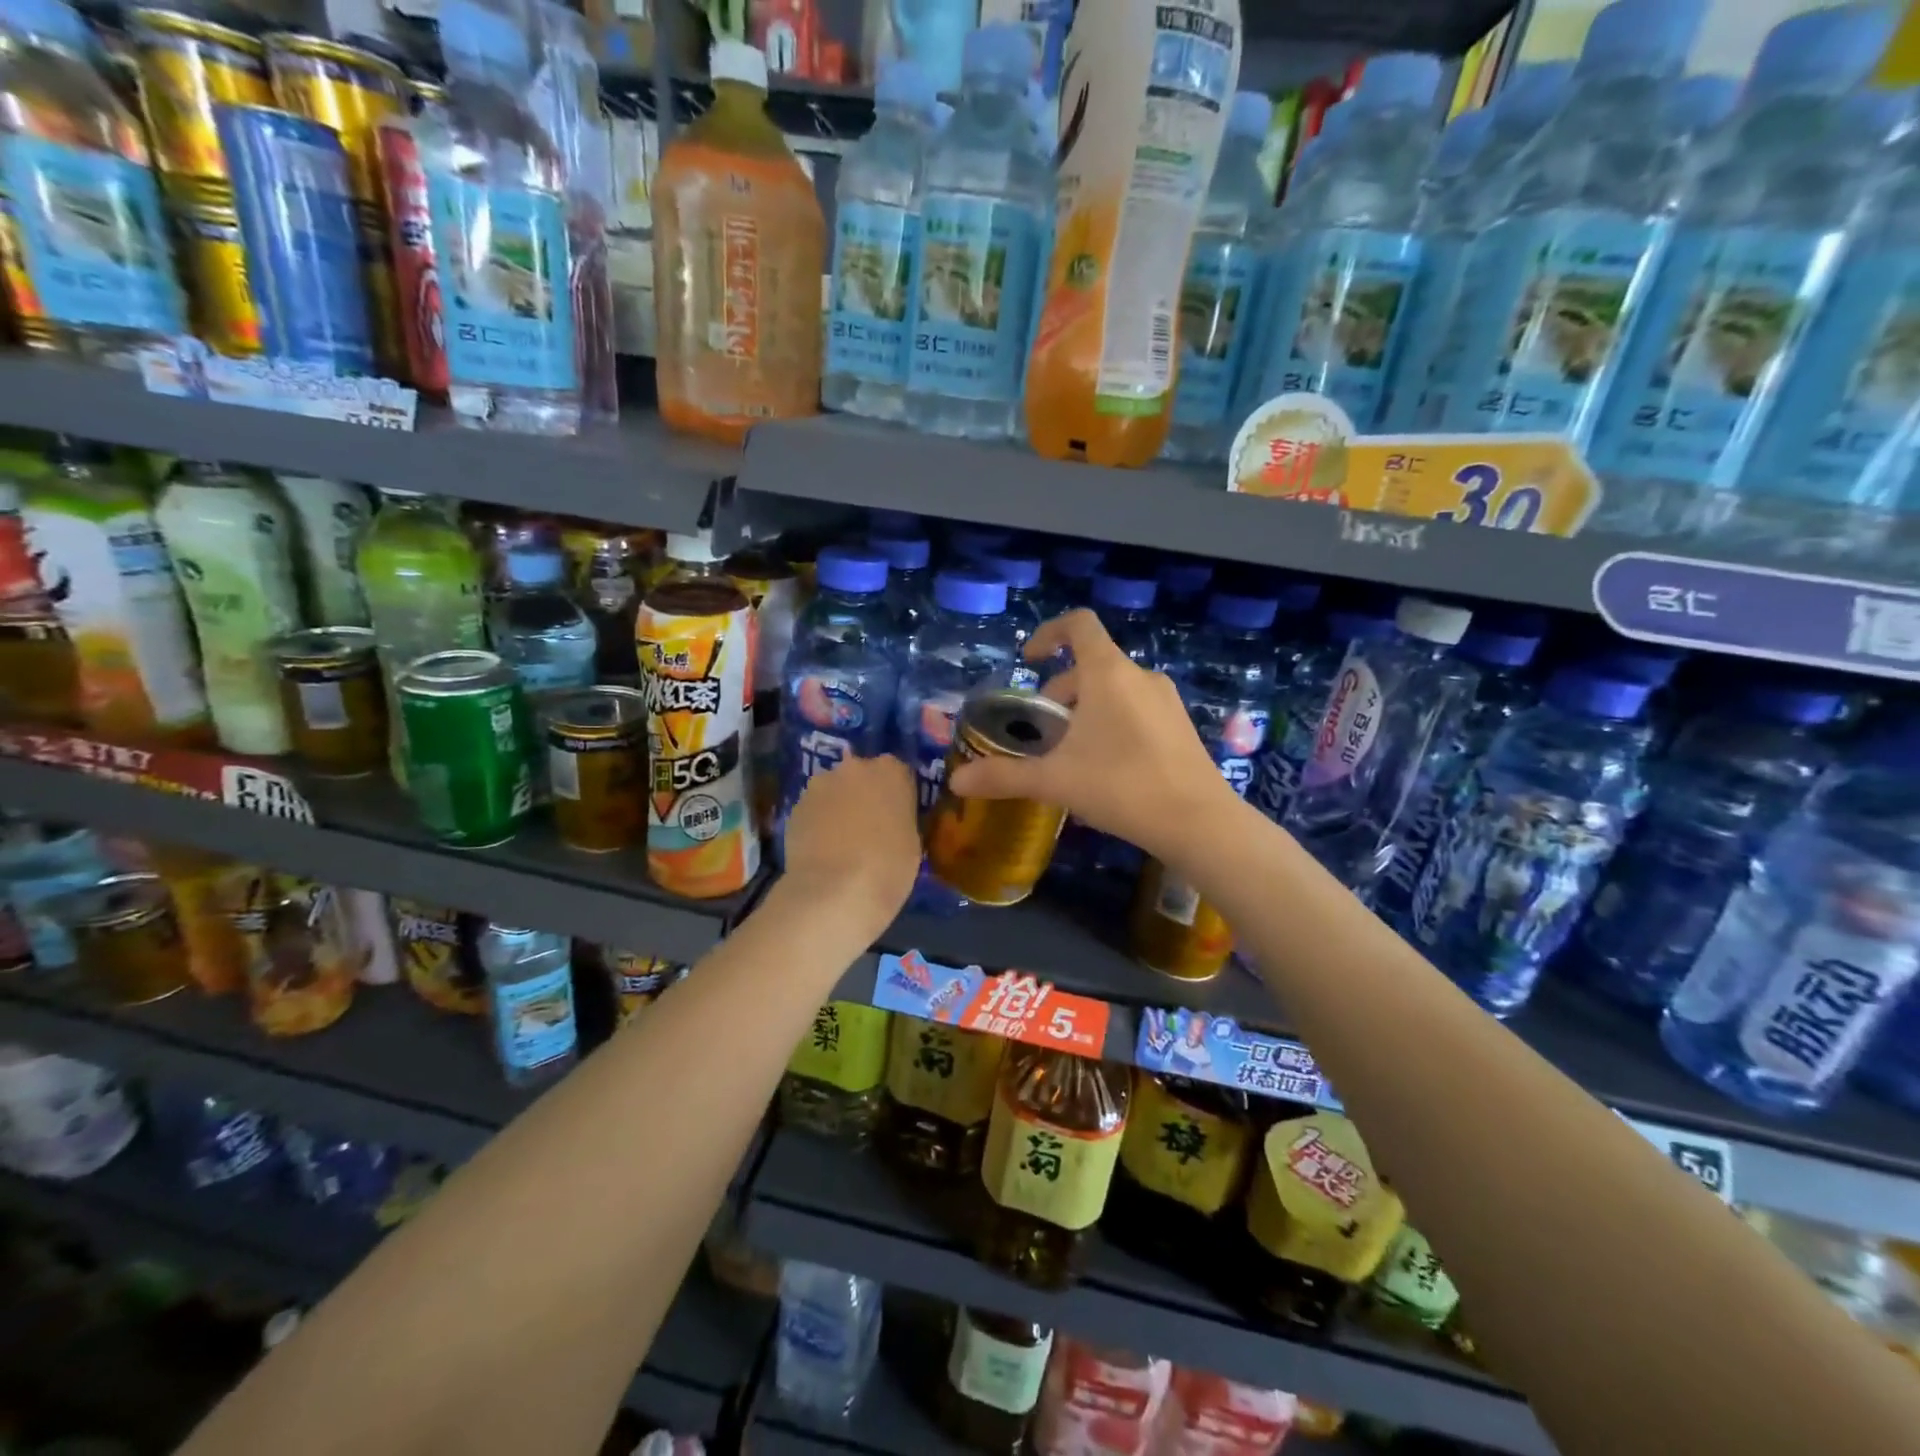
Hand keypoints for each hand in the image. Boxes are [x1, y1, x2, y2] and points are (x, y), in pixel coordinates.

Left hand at [780, 754, 920, 935]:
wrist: (834, 892)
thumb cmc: (888, 868)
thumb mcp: (912, 842)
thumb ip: (900, 818)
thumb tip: (888, 819)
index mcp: (891, 771)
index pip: (899, 773)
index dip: (897, 796)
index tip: (898, 817)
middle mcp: (855, 767)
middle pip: (862, 775)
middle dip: (865, 795)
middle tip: (869, 828)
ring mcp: (820, 784)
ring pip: (834, 790)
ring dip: (839, 807)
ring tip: (841, 842)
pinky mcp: (795, 806)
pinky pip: (814, 810)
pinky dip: (818, 823)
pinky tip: (822, 850)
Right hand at [947, 610, 1235, 867]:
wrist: (1198, 822)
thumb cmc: (1122, 786)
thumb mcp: (1056, 780)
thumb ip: (1004, 777)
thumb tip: (957, 781)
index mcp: (1109, 673)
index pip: (1078, 624)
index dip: (1049, 632)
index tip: (1029, 660)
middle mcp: (1140, 676)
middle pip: (1092, 664)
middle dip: (1061, 691)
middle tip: (1043, 730)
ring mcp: (1166, 701)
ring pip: (1115, 689)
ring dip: (1086, 709)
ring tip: (1071, 752)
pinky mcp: (1181, 726)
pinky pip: (1136, 709)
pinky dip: (1113, 722)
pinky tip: (1106, 767)